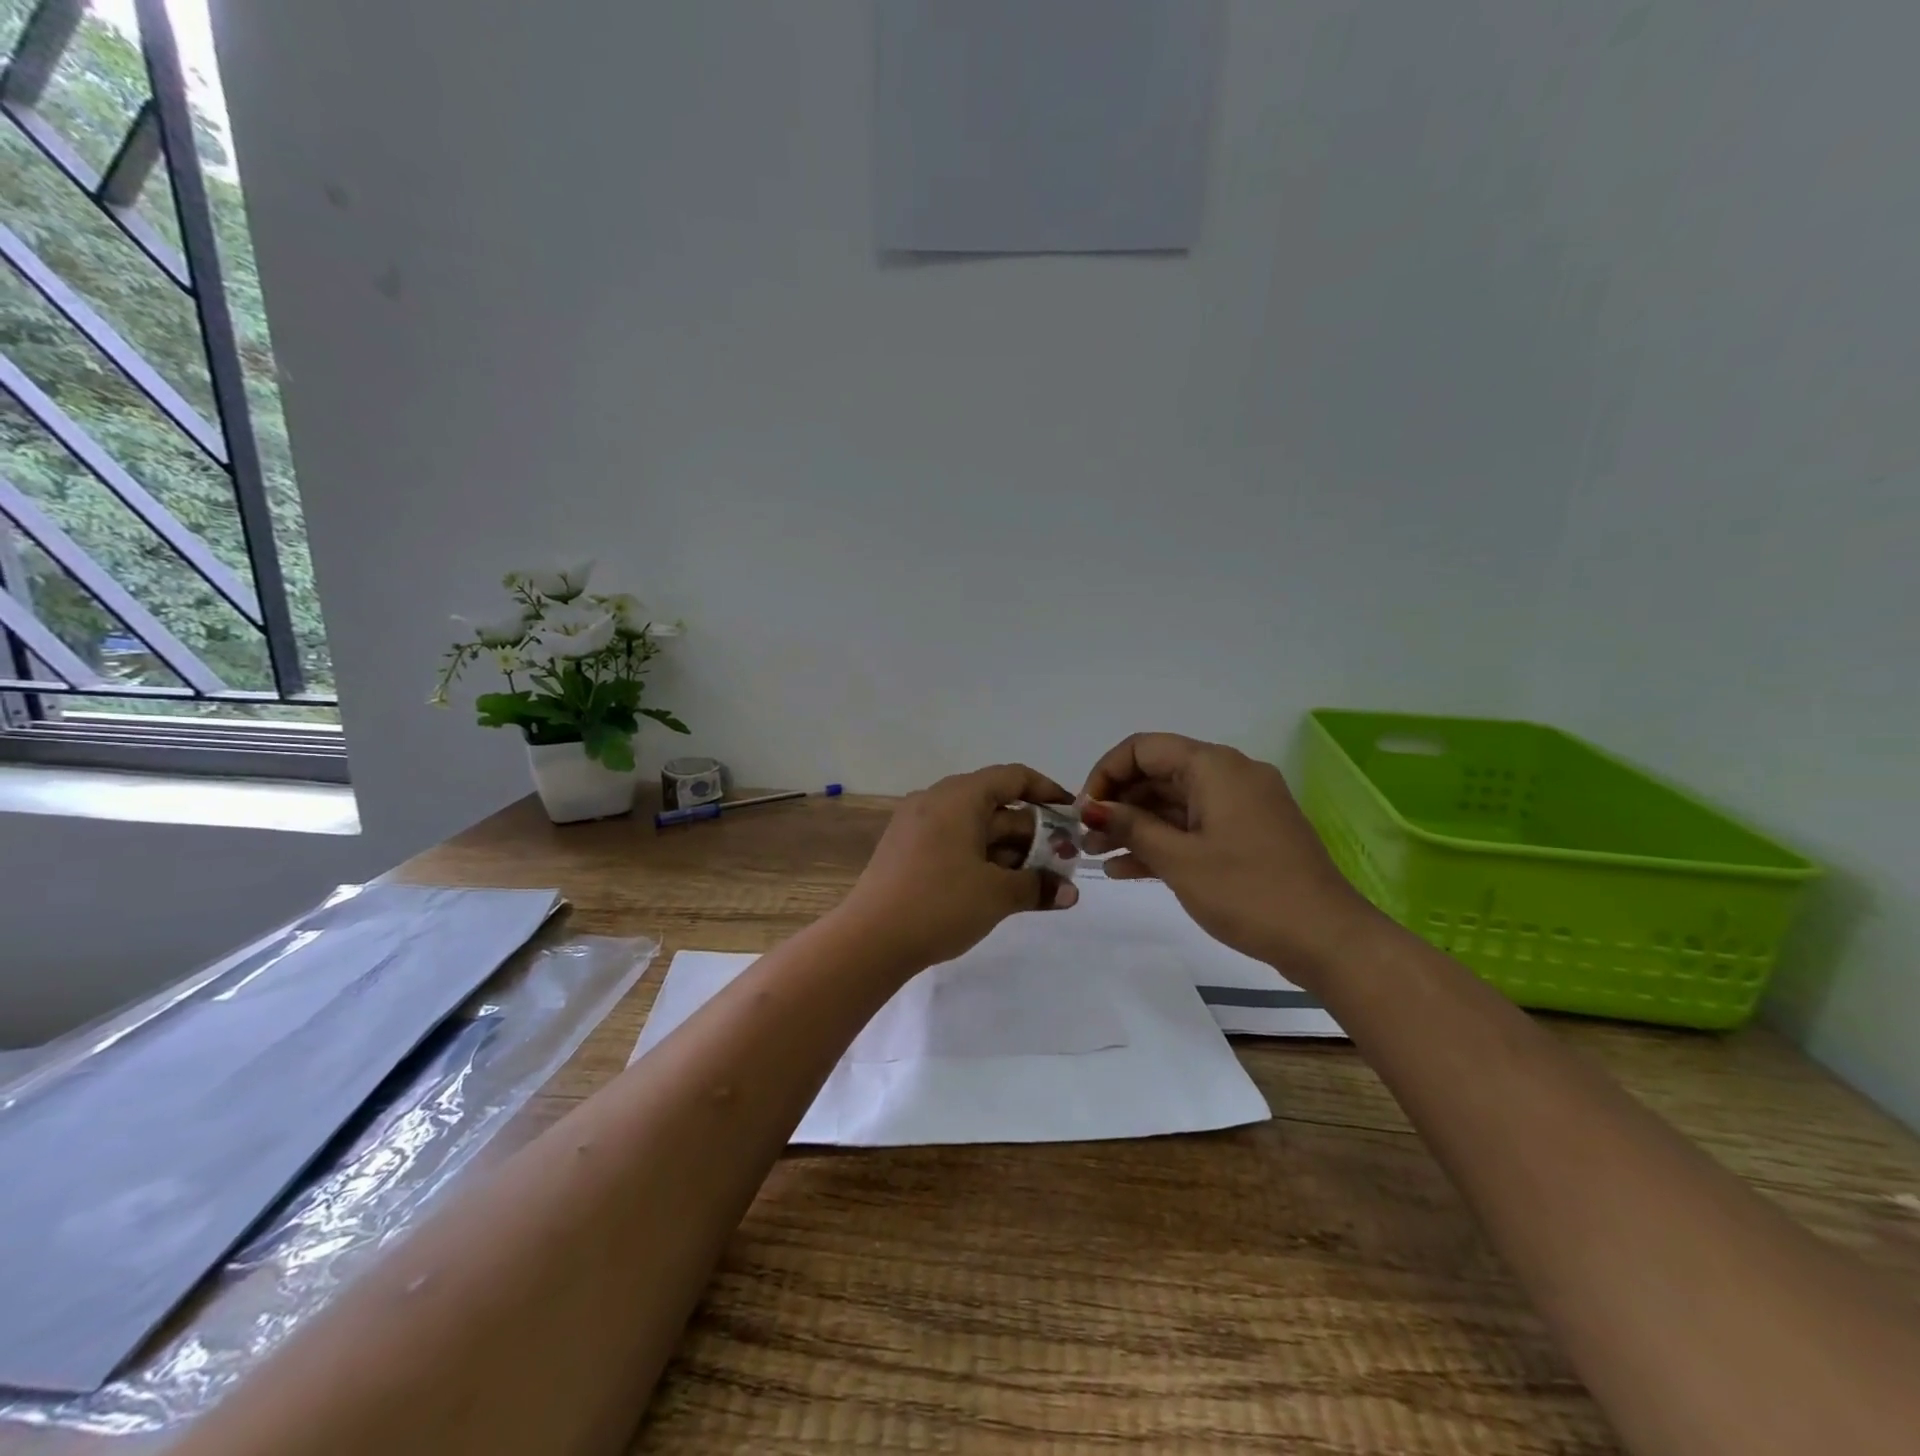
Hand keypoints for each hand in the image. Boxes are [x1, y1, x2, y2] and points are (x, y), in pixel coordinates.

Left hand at [840, 764, 1080, 970]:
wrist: (869, 940)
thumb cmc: (940, 904)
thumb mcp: (997, 894)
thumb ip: (1038, 886)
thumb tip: (1070, 893)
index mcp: (959, 796)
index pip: (1013, 777)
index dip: (1048, 792)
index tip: (1072, 816)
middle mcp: (936, 800)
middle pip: (996, 805)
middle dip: (1032, 833)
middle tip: (1062, 863)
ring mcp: (917, 825)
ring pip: (975, 827)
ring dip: (1009, 851)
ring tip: (1037, 883)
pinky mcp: (906, 850)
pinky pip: (954, 842)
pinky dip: (981, 858)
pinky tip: (1000, 889)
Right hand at [1081, 733, 1380, 983]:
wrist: (1328, 939)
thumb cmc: (1248, 891)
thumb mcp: (1180, 859)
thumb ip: (1132, 827)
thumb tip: (1094, 808)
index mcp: (1214, 767)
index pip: (1143, 748)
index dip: (1106, 773)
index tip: (1084, 810)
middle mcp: (1228, 776)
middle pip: (1158, 774)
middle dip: (1118, 804)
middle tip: (1085, 838)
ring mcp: (1241, 807)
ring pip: (1174, 804)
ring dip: (1135, 826)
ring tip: (1097, 855)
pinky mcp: (1247, 836)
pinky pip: (1194, 827)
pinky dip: (1163, 842)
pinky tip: (1126, 869)